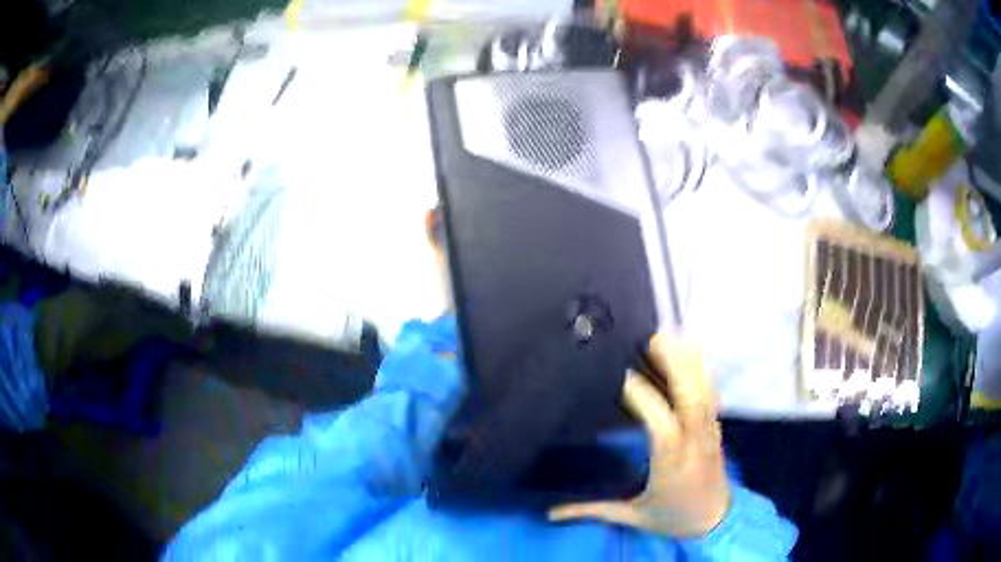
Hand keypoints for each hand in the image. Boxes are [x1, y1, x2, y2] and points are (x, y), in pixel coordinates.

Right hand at [549, 334, 729, 536]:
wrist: (716, 522)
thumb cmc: (673, 518)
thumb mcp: (632, 517)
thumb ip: (591, 511)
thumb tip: (550, 512)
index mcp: (671, 465)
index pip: (662, 425)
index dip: (644, 397)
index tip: (621, 376)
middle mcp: (694, 443)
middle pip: (692, 397)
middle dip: (676, 365)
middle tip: (651, 338)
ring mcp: (709, 432)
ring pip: (705, 391)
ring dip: (689, 361)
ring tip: (668, 336)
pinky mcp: (715, 427)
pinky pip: (711, 393)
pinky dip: (700, 370)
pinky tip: (689, 353)